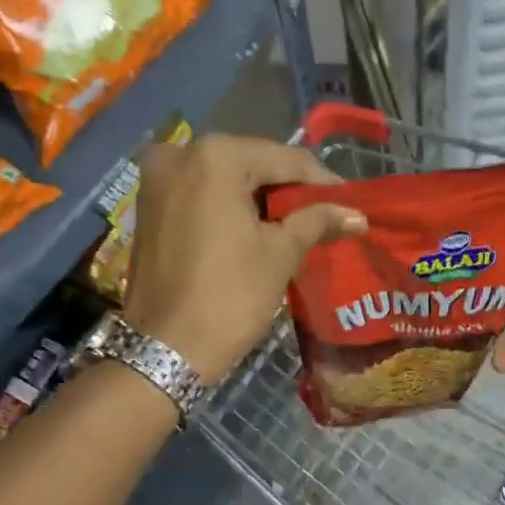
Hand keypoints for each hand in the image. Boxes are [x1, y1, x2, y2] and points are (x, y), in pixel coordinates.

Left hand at [123, 134, 365, 380]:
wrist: (164, 350)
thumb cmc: (229, 296)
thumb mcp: (280, 254)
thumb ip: (317, 221)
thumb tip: (357, 214)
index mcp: (216, 156)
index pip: (284, 159)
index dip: (322, 181)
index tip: (350, 201)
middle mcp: (181, 154)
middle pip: (252, 163)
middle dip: (288, 188)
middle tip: (324, 212)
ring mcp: (157, 179)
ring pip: (224, 178)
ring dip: (259, 197)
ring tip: (296, 222)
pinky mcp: (147, 206)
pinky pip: (200, 194)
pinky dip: (229, 206)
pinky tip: (256, 226)